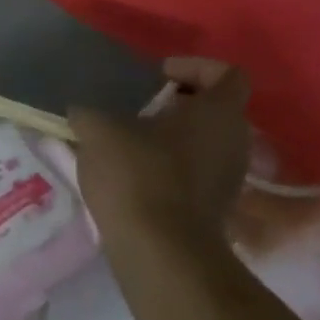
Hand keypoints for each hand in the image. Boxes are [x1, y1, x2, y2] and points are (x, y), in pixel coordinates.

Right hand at [70, 57, 251, 262]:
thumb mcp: (99, 131)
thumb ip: (90, 113)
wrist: (161, 252)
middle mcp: (236, 142)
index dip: (194, 67)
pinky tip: (136, 175)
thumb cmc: (139, 175)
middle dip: (180, 104)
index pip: (227, 74)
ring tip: (133, 142)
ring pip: (207, 143)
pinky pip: (198, 174)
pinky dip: (173, 168)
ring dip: (174, 138)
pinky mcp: (217, 210)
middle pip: (216, 109)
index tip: (159, 76)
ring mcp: (231, 179)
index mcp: (219, 113)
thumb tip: (82, 113)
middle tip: (142, 108)